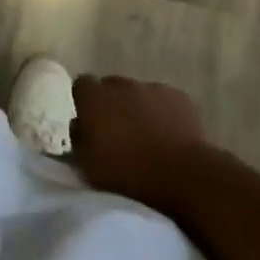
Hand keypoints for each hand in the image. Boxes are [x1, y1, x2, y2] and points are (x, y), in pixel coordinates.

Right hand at [70, 74, 212, 214]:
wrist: (181, 175)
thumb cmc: (126, 173)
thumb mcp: (87, 165)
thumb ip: (78, 137)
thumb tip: (79, 123)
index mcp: (94, 97)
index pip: (82, 85)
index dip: (85, 102)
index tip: (89, 122)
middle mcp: (121, 84)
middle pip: (111, 87)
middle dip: (112, 104)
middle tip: (117, 132)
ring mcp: (152, 87)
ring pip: (139, 93)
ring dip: (138, 108)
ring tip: (146, 136)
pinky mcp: (179, 97)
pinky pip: (165, 100)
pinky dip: (163, 113)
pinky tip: (170, 135)